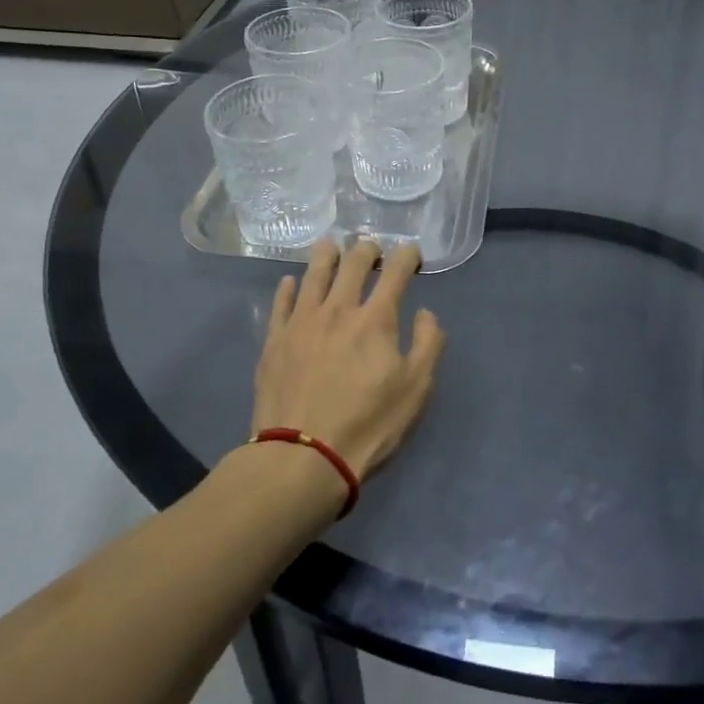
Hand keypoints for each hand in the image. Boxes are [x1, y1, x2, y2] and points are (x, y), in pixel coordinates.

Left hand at [251, 239, 446, 478]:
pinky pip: (280, 303)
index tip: (411, 253)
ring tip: (331, 246)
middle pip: (353, 263)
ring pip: (314, 274)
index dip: (407, 255)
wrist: (302, 456)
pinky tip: (291, 282)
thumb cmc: (367, 424)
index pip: (395, 271)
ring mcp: (301, 322)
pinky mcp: (274, 340)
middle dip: (367, 249)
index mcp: (376, 319)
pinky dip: (288, 288)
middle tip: (371, 249)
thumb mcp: (415, 390)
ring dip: (326, 255)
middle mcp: (338, 309)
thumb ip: (428, 344)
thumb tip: (426, 313)